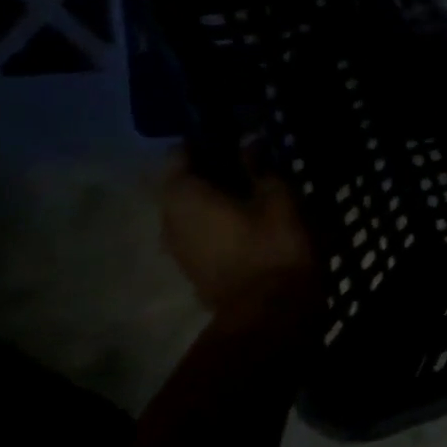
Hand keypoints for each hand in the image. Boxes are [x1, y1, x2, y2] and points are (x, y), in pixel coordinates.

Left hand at [160, 146, 320, 331]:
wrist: (269, 310)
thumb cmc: (272, 243)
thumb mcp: (278, 196)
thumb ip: (260, 167)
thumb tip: (249, 144)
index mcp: (183, 195)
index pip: (181, 153)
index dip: (208, 140)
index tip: (238, 136)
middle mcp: (168, 219)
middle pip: (185, 182)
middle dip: (215, 170)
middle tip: (252, 163)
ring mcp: (177, 248)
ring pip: (193, 209)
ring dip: (219, 197)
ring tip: (255, 192)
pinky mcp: (194, 268)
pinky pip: (202, 231)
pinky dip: (221, 220)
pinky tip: (251, 220)